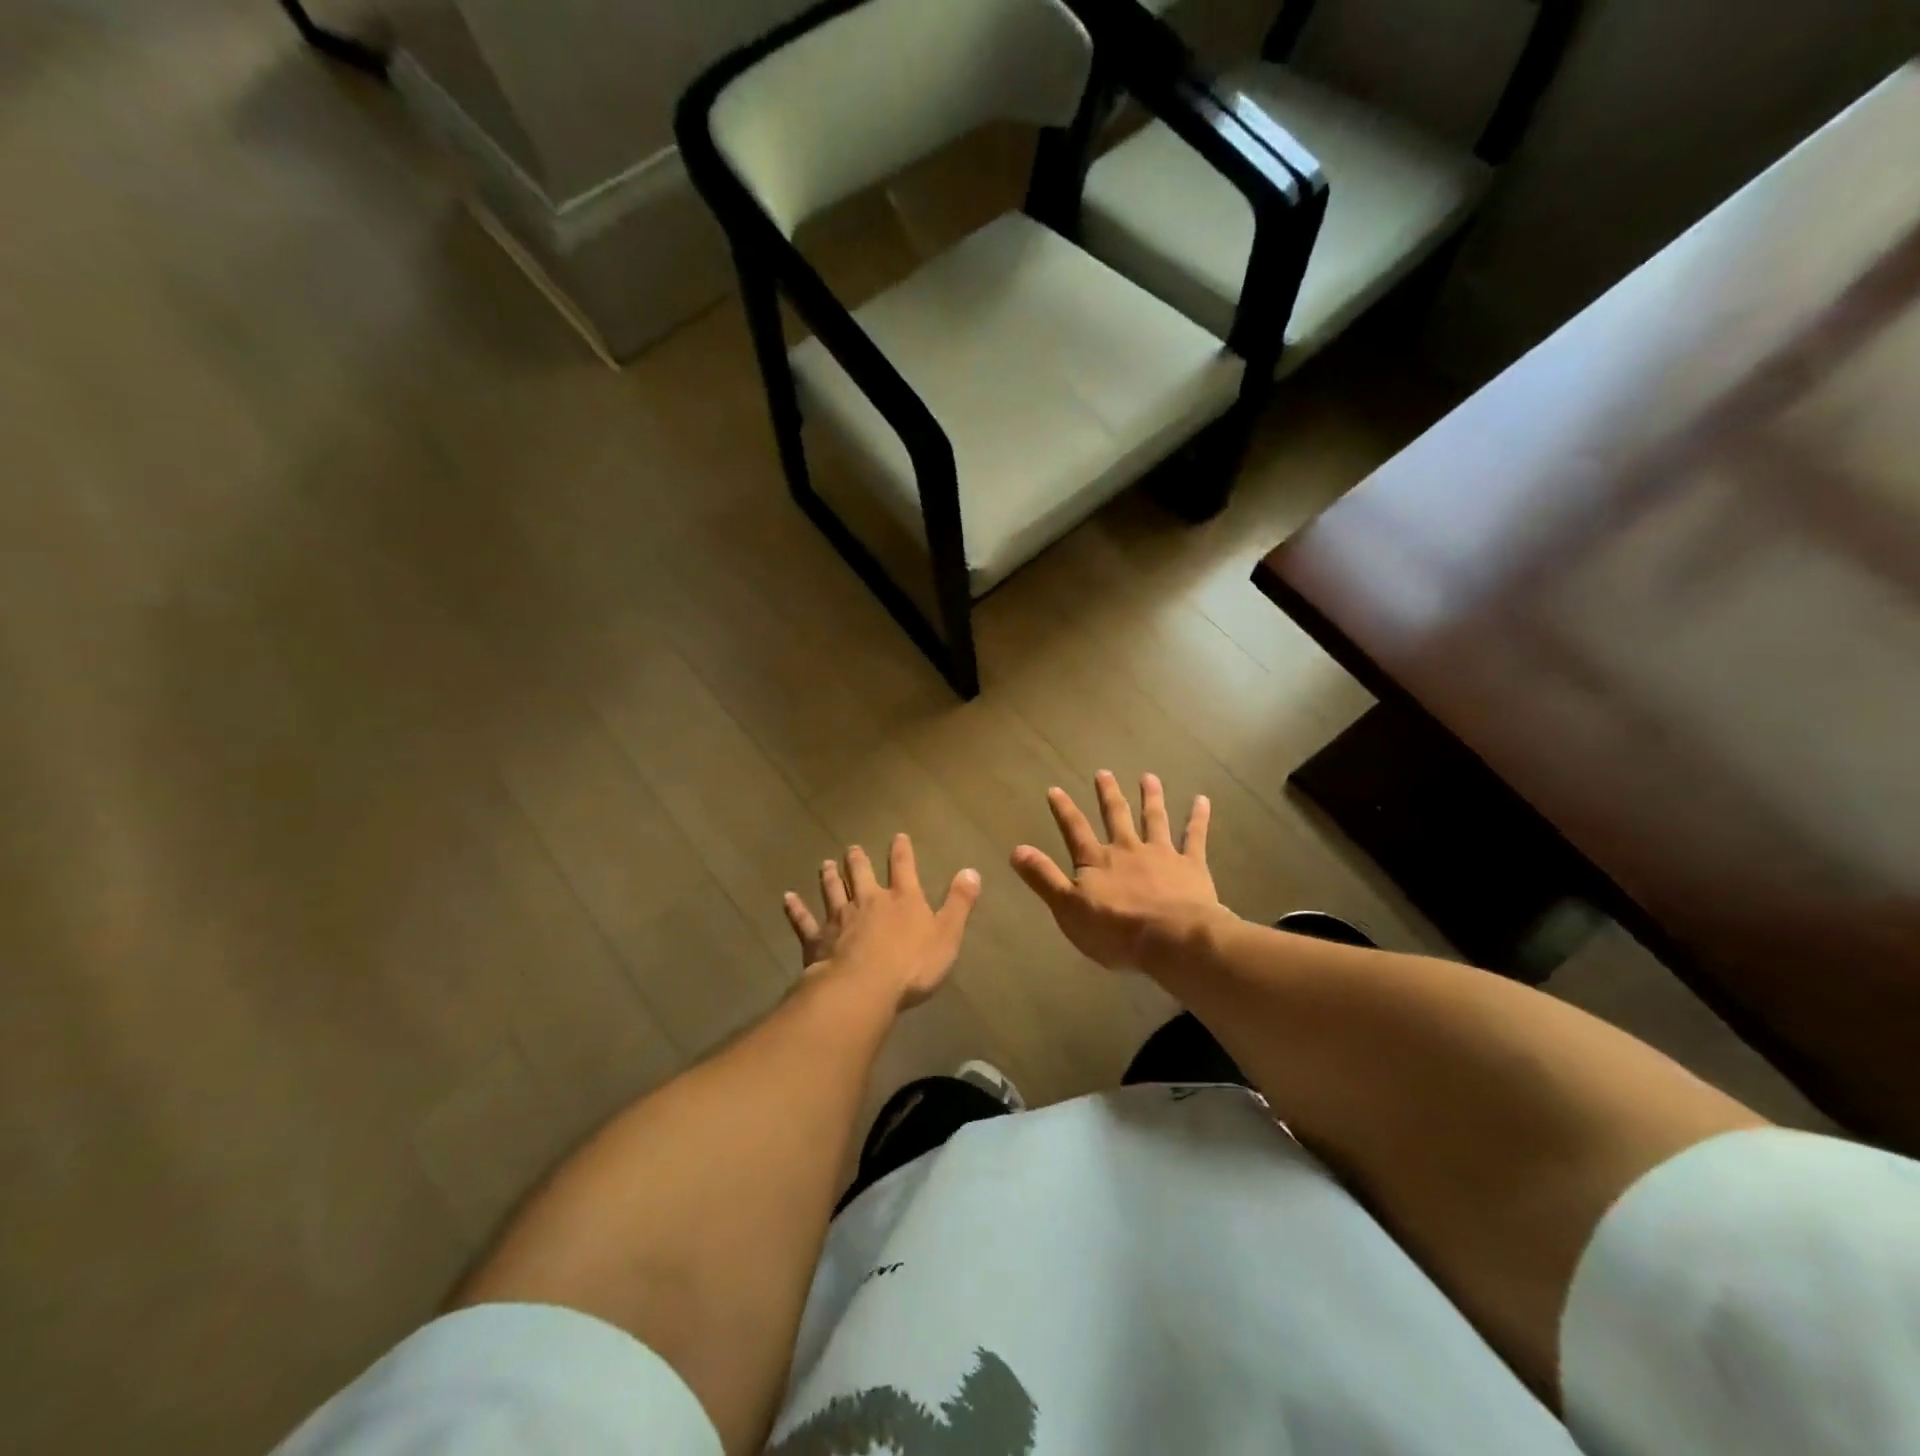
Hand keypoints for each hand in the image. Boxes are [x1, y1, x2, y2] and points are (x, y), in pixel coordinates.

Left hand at [783, 834, 980, 1008]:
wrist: (863, 988)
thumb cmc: (912, 965)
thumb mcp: (947, 935)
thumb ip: (959, 903)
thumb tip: (971, 871)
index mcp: (902, 899)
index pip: (903, 867)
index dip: (901, 851)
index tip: (897, 836)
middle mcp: (869, 901)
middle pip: (861, 874)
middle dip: (858, 860)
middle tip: (852, 848)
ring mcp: (839, 919)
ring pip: (832, 891)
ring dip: (829, 877)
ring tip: (825, 864)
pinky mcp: (817, 939)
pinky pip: (804, 921)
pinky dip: (795, 909)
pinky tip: (787, 898)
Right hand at [1011, 771, 1227, 970]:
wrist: (1172, 939)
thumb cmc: (1115, 930)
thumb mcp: (1068, 908)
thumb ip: (1044, 877)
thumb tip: (1016, 849)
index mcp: (1097, 861)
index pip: (1075, 830)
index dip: (1064, 810)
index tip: (1055, 789)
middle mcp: (1128, 849)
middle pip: (1116, 816)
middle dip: (1108, 794)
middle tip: (1104, 772)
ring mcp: (1161, 854)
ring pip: (1154, 819)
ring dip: (1151, 797)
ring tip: (1149, 777)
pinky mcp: (1191, 866)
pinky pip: (1194, 837)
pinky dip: (1197, 818)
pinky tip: (1202, 800)